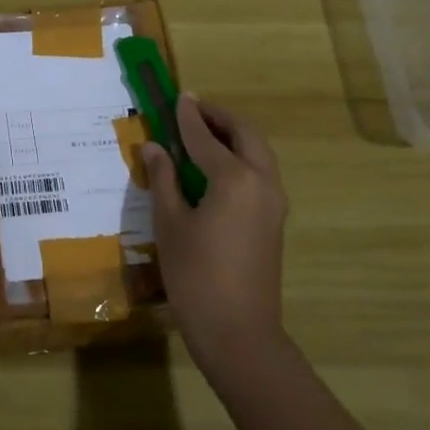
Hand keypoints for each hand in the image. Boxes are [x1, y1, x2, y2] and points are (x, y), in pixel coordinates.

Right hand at [141, 93, 288, 371]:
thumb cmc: (196, 276)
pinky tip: (215, 167)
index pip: (205, 137)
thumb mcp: (170, 224)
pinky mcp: (274, 221)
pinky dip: (240, 157)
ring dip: (233, 136)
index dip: (187, 116)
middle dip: (219, 118)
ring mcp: (274, 202)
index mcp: (235, 178)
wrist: (239, 333)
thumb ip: (163, 179)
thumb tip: (155, 147)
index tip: (177, 96)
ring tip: (202, 133)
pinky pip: (259, 173)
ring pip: (258, 153)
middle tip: (192, 109)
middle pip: (245, 135)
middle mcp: (262, 182)